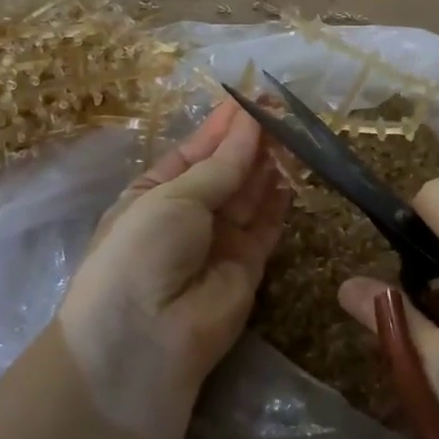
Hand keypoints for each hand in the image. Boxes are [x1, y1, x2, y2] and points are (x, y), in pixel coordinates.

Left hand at [58, 101, 289, 438]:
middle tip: (282, 107)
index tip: (252, 97)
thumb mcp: (173, 197)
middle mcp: (188, 214)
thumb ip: (220, 166)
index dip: (223, 125)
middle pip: (227, 169)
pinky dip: (280, 195)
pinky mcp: (249, 264)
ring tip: (294, 127)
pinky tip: (296, 165)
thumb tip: (249, 126)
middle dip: (251, 139)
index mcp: (154, 192)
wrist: (144, 340)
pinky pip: (268, 222)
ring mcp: (219, 240)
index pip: (196, 150)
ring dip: (269, 161)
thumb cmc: (141, 251)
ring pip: (250, 192)